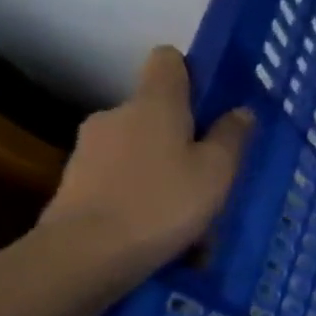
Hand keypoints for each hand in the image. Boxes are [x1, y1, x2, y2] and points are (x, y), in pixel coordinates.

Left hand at [39, 46, 253, 274]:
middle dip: (183, 135)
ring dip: (164, 171)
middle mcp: (117, 115)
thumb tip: (240, 111)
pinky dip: (143, 196)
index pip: (168, 60)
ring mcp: (90, 149)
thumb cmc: (163, 202)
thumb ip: (231, 137)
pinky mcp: (75, 183)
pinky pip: (123, 180)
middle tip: (212, 172)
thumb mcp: (217, 171)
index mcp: (155, 103)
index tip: (213, 100)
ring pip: (141, 150)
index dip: (192, 72)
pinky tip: (162, 231)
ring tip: (190, 214)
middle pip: (157, 111)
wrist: (83, 256)